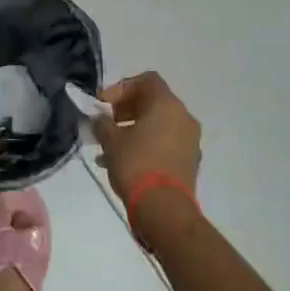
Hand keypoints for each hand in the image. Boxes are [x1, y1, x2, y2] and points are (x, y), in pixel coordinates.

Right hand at [92, 71, 200, 204]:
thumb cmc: (136, 165)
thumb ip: (102, 123)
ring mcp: (190, 140)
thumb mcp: (111, 141)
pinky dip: (146, 145)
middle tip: (106, 123)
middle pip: (153, 101)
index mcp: (167, 104)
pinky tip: (125, 162)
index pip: (146, 80)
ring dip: (134, 129)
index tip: (104, 104)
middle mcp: (184, 117)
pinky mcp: (190, 161)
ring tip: (110, 147)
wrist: (164, 210)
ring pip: (159, 124)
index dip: (122, 88)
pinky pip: (165, 143)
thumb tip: (99, 119)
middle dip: (126, 110)